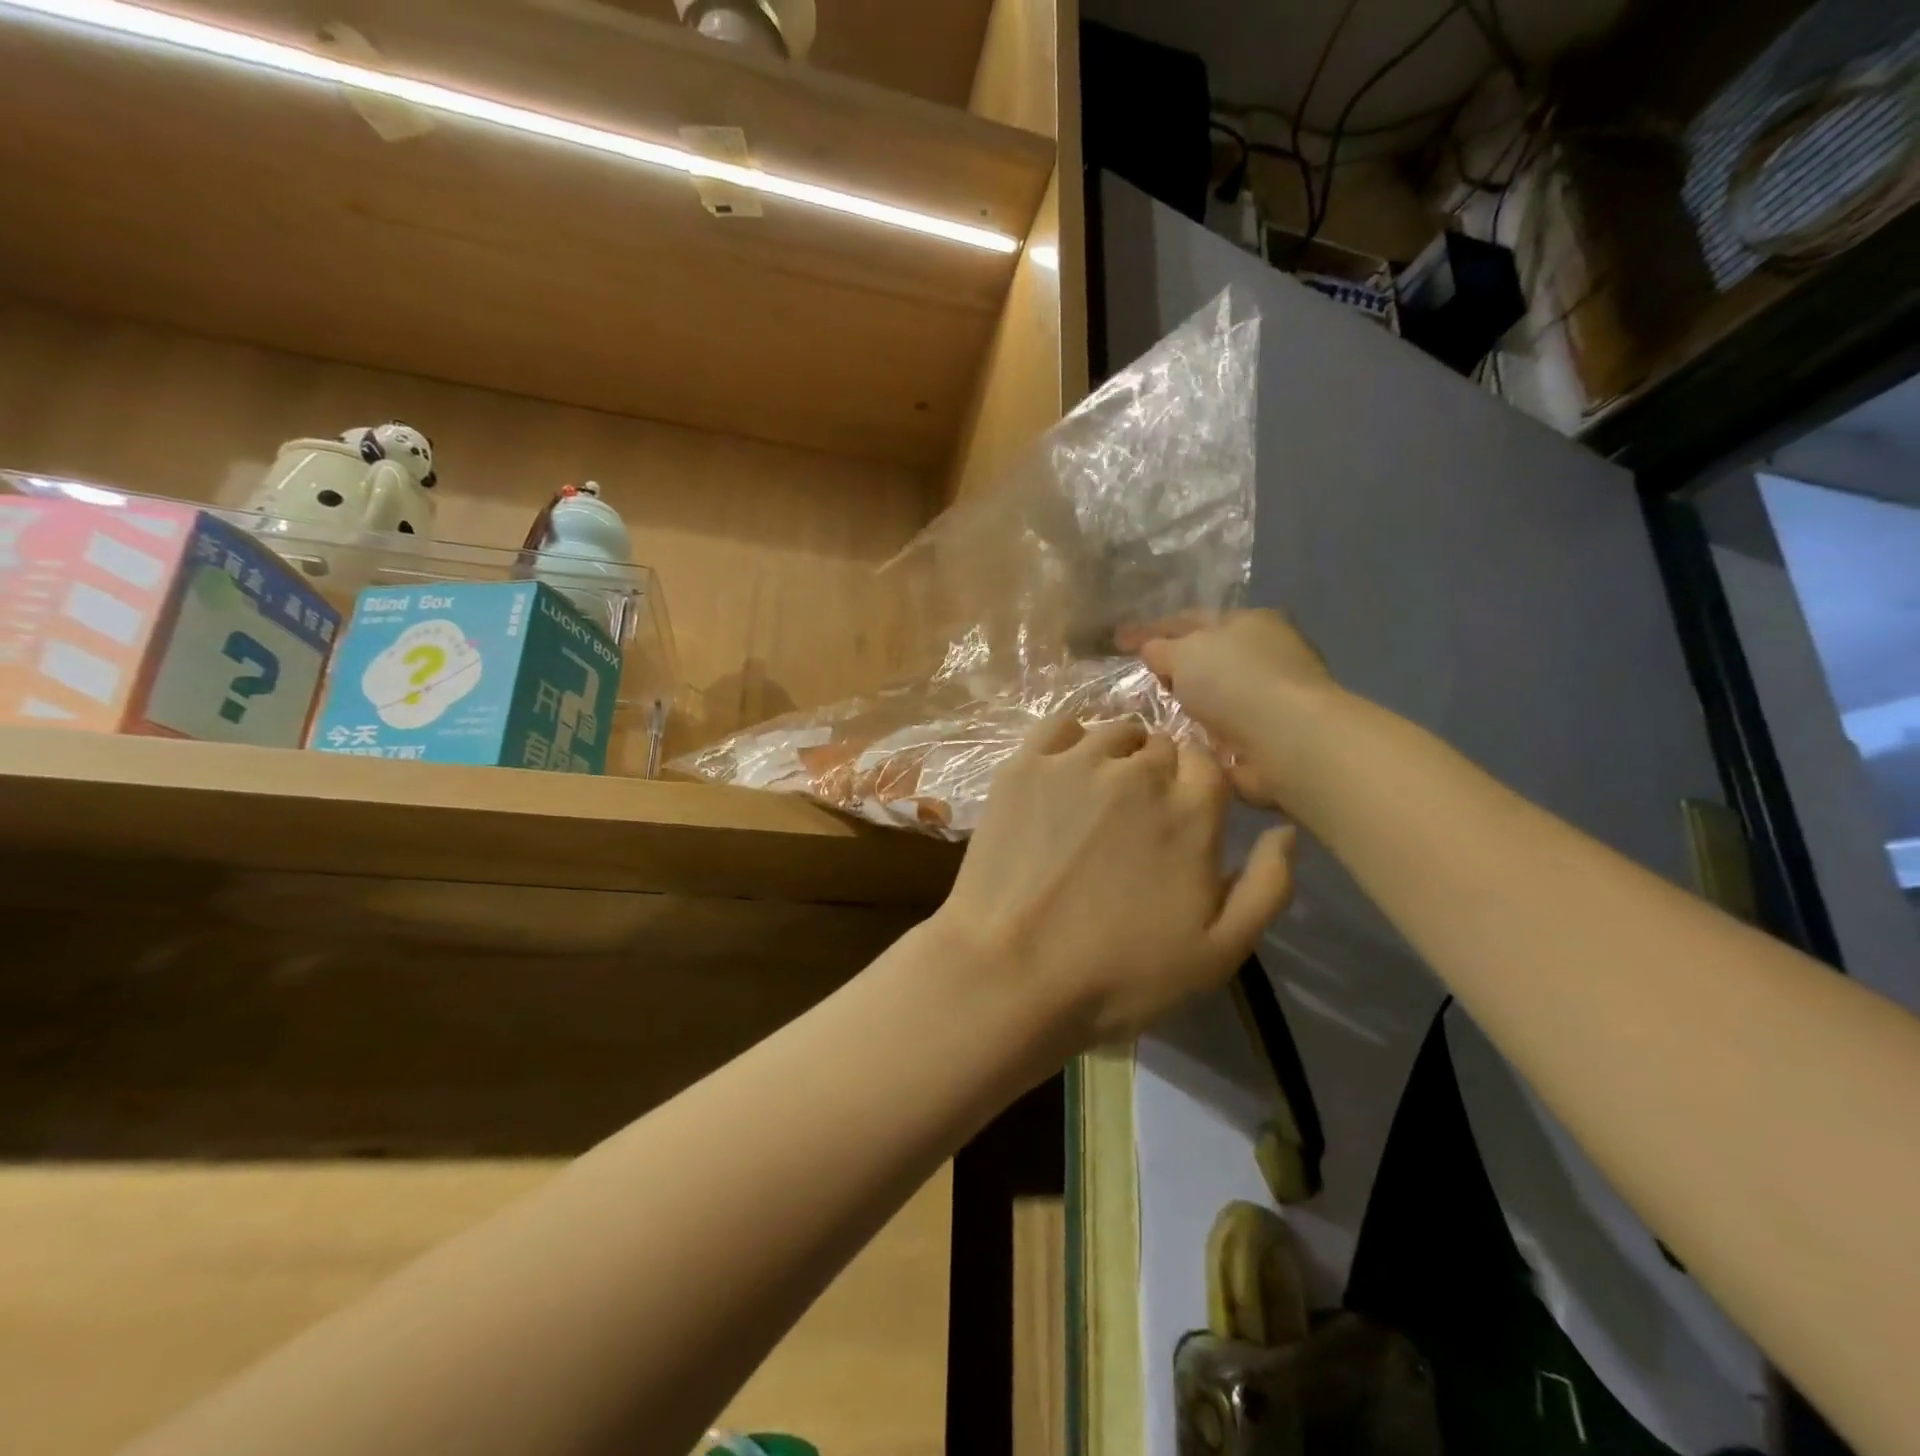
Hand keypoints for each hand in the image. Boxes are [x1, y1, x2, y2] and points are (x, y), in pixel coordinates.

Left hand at [931, 716, 1295, 1048]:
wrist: (1012, 974)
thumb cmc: (1119, 974)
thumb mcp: (1219, 953)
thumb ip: (1268, 887)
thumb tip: (1285, 830)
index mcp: (1192, 811)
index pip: (1208, 764)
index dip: (1197, 787)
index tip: (1181, 816)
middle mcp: (1139, 771)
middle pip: (1162, 746)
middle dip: (1159, 774)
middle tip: (1136, 818)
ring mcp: (1077, 762)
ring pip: (1114, 732)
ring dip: (1118, 754)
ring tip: (1100, 794)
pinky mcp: (1025, 766)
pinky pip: (1059, 726)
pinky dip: (1070, 740)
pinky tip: (1064, 771)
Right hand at [1125, 610, 1339, 808]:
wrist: (1286, 740)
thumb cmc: (1234, 682)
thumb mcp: (1184, 653)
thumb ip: (1160, 648)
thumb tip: (1151, 649)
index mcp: (1248, 621)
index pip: (1189, 619)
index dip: (1151, 630)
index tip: (1118, 641)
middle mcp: (1263, 654)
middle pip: (1205, 657)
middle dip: (1172, 666)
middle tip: (1135, 679)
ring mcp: (1269, 697)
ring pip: (1212, 695)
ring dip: (1187, 703)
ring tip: (1149, 713)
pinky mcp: (1268, 735)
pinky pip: (1220, 729)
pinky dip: (1200, 733)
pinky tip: (1175, 739)